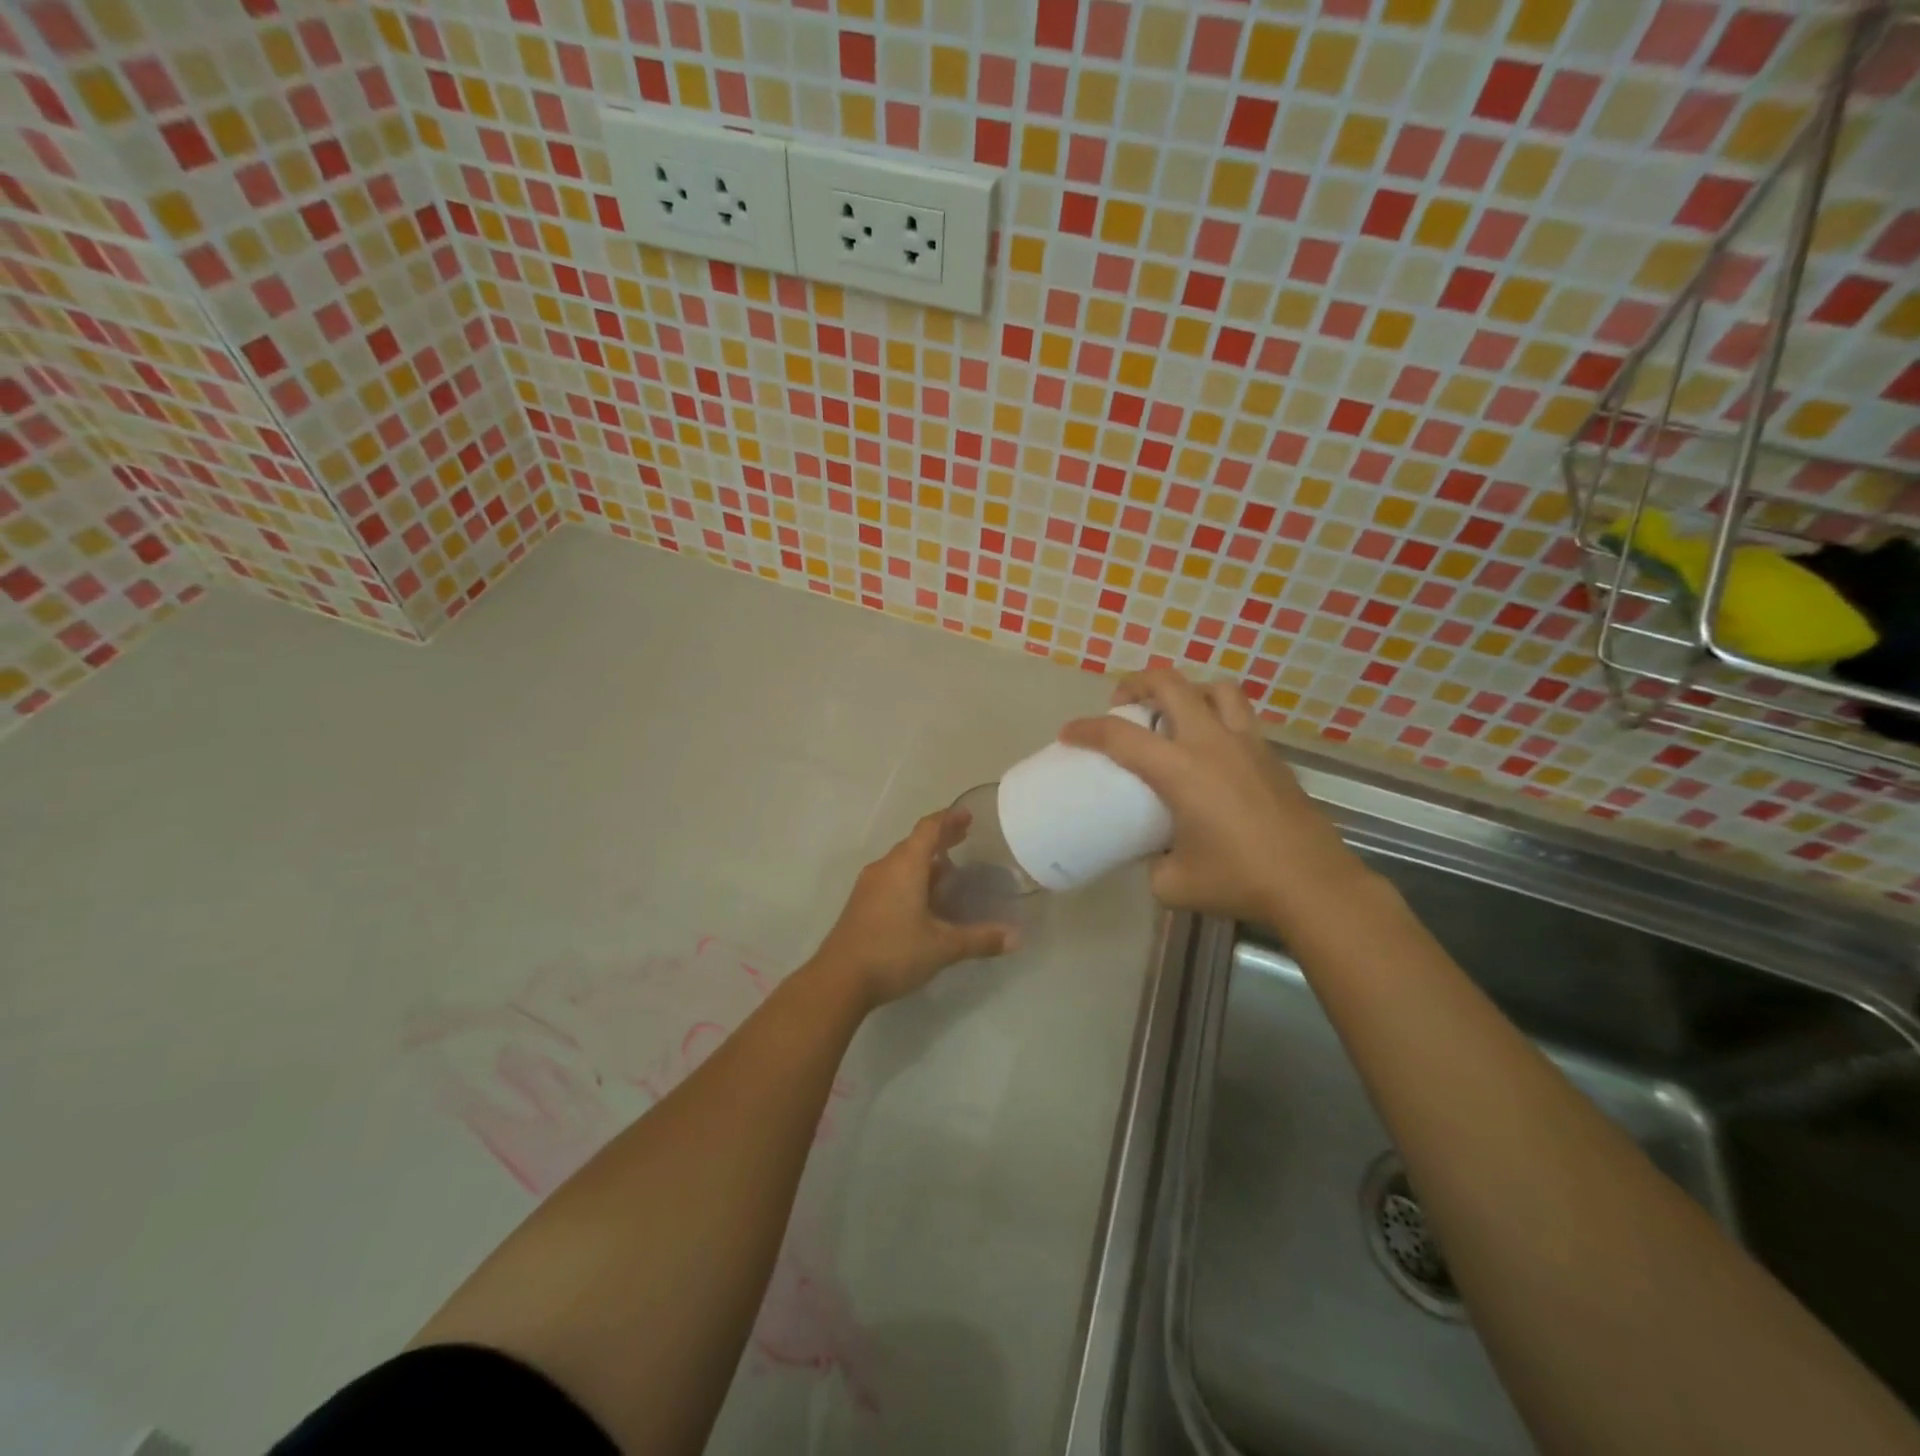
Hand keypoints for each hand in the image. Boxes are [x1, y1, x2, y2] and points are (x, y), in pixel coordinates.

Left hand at [811, 808, 1018, 1009]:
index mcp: (905, 866)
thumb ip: (980, 939)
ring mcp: (869, 885)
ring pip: (901, 862)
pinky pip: (891, 878)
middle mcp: (885, 867)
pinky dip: (911, 877)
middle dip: (940, 838)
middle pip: (914, 843)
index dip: (949, 819)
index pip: (928, 829)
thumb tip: (1017, 938)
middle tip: (965, 836)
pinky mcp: (861, 904)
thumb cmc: (893, 952)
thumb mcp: (943, 947)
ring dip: (924, 860)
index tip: (967, 815)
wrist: (838, 979)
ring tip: (948, 868)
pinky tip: (923, 897)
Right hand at [1060, 668, 1365, 927]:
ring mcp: (1248, 744)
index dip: (1087, 729)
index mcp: (1180, 770)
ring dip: (1186, 691)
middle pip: (1170, 684)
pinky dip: (1217, 716)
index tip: (1068, 733)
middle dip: (1137, 683)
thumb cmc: (1238, 881)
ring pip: (1215, 689)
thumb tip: (1151, 853)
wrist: (1313, 885)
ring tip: (1173, 712)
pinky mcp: (1272, 756)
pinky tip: (1212, 749)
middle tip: (1123, 703)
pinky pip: (1240, 716)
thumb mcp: (1173, 883)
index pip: (1121, 736)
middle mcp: (1212, 744)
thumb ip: (1151, 862)